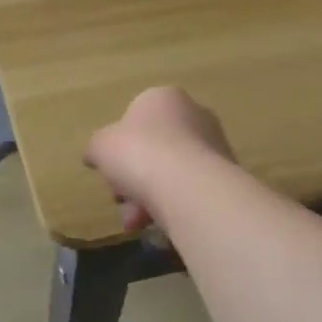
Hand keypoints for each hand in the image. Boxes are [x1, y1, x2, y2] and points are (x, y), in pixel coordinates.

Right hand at [85, 87, 235, 231]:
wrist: (188, 186)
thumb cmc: (138, 152)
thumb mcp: (100, 146)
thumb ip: (97, 148)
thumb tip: (94, 155)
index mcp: (163, 97)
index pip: (135, 120)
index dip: (118, 148)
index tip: (110, 172)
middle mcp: (194, 113)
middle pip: (154, 148)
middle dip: (133, 178)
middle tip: (122, 201)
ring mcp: (214, 144)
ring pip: (172, 172)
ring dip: (149, 197)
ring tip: (138, 222)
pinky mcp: (228, 174)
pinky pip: (191, 190)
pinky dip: (174, 205)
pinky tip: (161, 224)